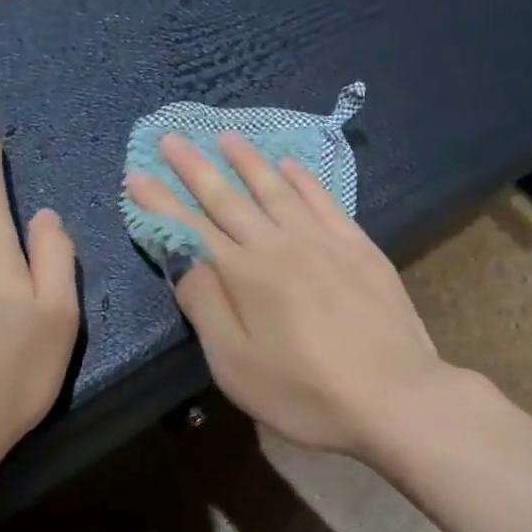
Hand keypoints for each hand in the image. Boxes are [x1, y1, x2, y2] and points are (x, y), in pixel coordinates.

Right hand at [126, 133, 446, 458]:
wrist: (395, 395)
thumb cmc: (305, 392)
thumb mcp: (236, 364)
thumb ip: (205, 305)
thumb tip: (183, 258)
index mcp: (244, 274)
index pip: (191, 228)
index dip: (161, 202)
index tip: (137, 174)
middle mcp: (279, 244)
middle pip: (229, 198)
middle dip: (195, 168)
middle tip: (172, 138)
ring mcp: (323, 240)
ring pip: (276, 188)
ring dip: (248, 160)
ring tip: (226, 136)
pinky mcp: (358, 245)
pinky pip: (323, 199)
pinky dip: (303, 178)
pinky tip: (290, 164)